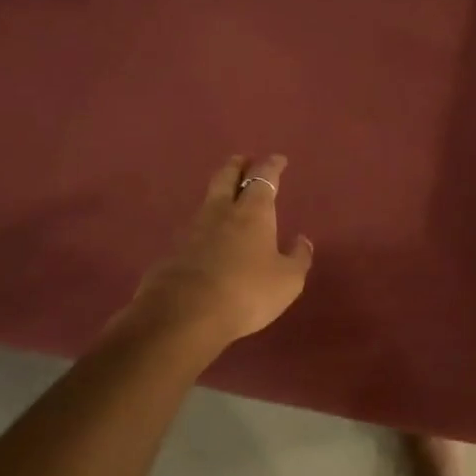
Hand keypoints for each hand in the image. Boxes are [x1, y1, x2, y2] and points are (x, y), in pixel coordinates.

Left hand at [132, 155, 314, 347]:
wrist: (182, 316)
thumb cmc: (245, 292)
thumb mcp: (287, 281)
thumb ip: (298, 258)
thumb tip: (302, 240)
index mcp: (252, 211)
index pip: (264, 177)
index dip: (272, 165)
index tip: (278, 159)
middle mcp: (221, 212)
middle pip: (227, 176)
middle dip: (237, 165)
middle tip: (244, 160)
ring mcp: (192, 230)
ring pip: (208, 201)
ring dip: (219, 194)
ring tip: (228, 198)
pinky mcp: (172, 252)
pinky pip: (194, 230)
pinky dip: (206, 226)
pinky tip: (209, 239)